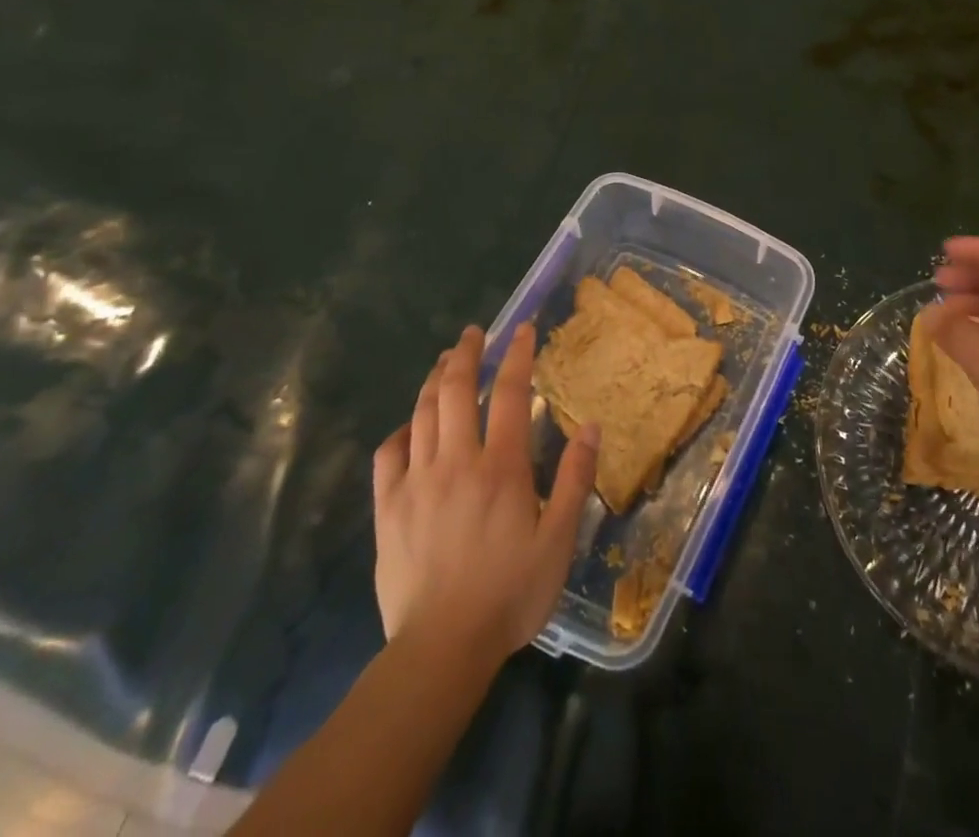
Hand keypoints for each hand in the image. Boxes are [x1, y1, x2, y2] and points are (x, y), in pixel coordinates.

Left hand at [372, 324, 597, 665]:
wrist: (441, 648)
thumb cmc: (510, 593)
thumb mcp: (558, 540)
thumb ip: (574, 478)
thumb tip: (591, 426)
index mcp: (501, 467)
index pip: (509, 393)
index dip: (516, 355)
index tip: (522, 329)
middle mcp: (456, 461)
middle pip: (455, 389)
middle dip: (466, 353)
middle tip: (473, 333)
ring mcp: (416, 482)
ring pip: (422, 413)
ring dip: (434, 379)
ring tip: (444, 361)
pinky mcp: (388, 508)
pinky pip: (388, 454)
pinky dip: (400, 430)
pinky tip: (409, 426)